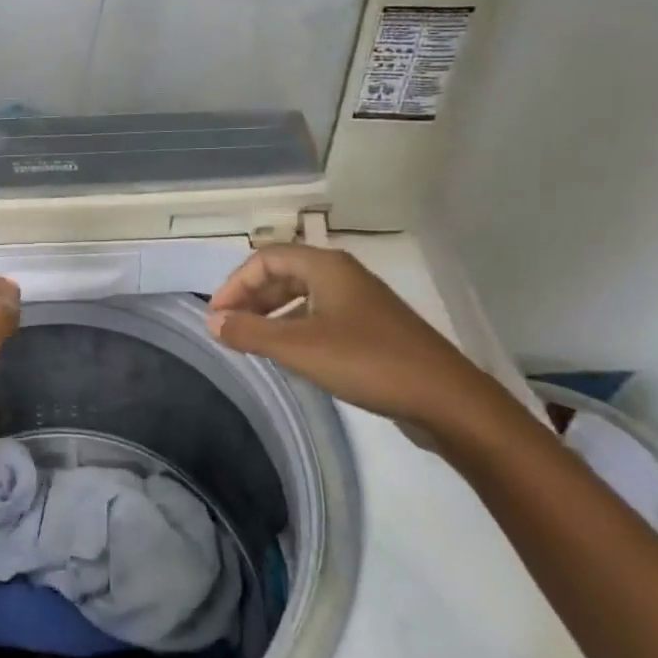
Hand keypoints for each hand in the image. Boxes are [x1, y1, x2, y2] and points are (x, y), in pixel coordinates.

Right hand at [205, 244, 509, 449]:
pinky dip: (295, 328)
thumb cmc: (367, 362)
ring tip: (250, 341)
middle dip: (251, 297)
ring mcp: (360, 303)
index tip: (216, 316)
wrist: (446, 399)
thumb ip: (250, 332)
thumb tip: (212, 321)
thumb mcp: (299, 347)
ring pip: (302, 296)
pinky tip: (288, 354)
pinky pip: (320, 317)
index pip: (266, 258)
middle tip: (228, 328)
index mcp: (326, 267)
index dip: (235, 283)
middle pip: (284, 274)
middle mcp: (343, 276)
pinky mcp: (371, 329)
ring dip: (271, 314)